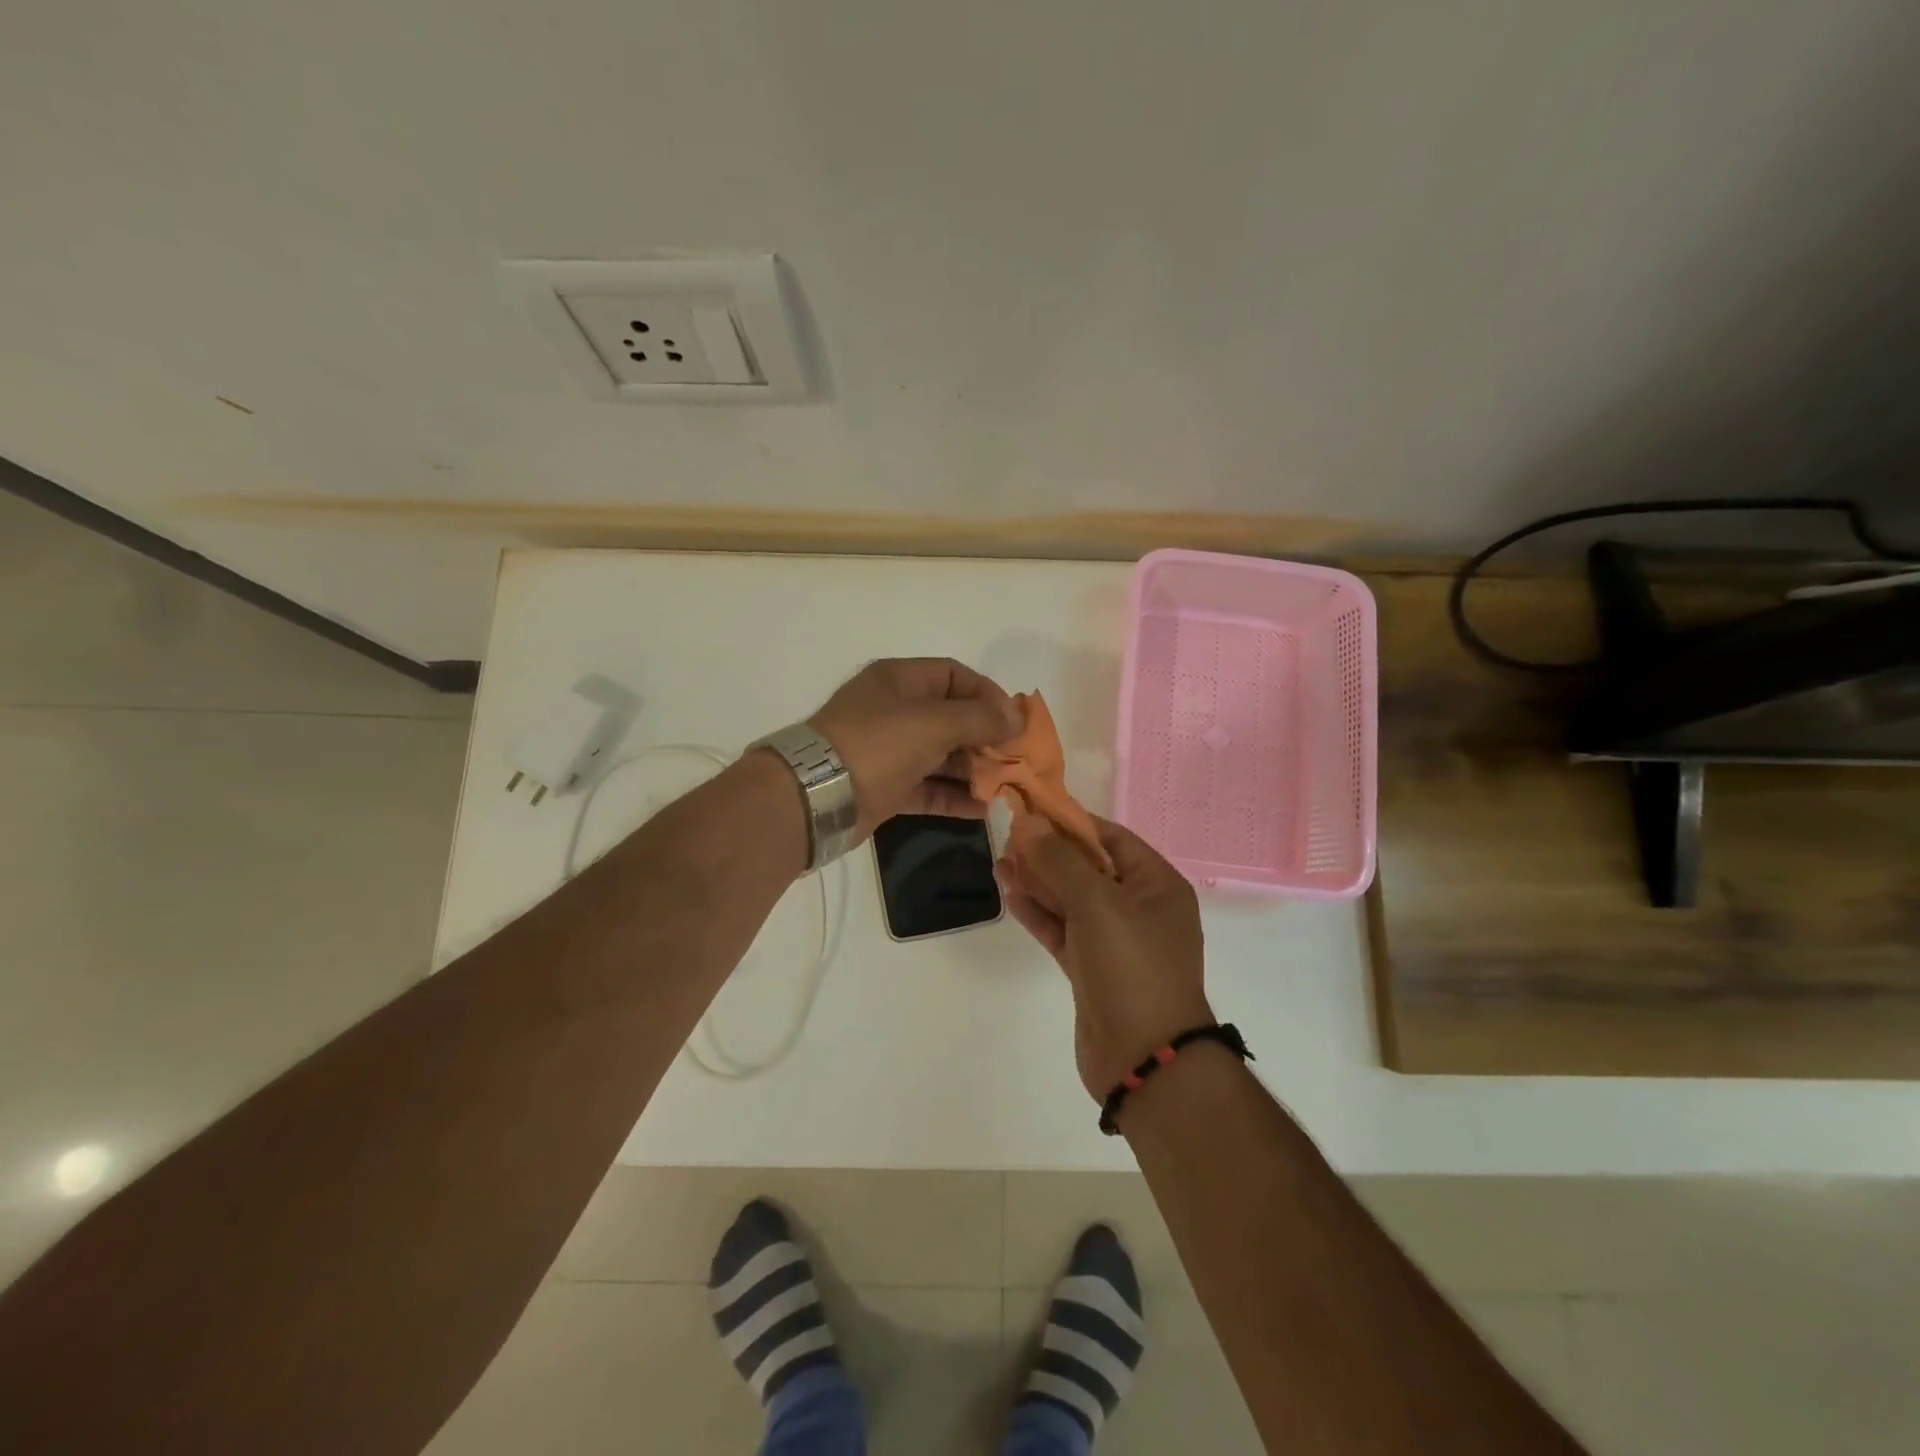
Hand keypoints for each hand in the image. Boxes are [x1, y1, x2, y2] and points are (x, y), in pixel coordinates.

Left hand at [809, 658, 1021, 840]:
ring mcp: (888, 751)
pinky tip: (982, 809)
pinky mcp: (885, 787)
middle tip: (1015, 759)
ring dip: (973, 769)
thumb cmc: (877, 745)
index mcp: (900, 681)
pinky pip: (927, 788)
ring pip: (941, 755)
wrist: (815, 797)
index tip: (1014, 721)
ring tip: (1005, 786)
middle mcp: (894, 711)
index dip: (988, 694)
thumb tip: (1017, 717)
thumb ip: (979, 718)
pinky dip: (953, 796)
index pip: (954, 675)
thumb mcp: (933, 723)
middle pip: (951, 717)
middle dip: (985, 737)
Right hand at [998, 818, 1211, 1098]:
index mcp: (1157, 885)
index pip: (1112, 838)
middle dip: (1049, 852)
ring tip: (999, 863)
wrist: (1144, 1059)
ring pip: (1071, 901)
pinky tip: (1010, 895)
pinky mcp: (1092, 969)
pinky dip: (1039, 914)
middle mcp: (1139, 908)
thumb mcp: (1097, 903)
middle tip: (1008, 838)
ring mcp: (1115, 941)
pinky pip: (1063, 930)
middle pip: (1089, 868)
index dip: (1072, 822)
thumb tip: (1028, 821)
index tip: (1033, 810)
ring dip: (1038, 882)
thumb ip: (1060, 860)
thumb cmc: (1131, 966)